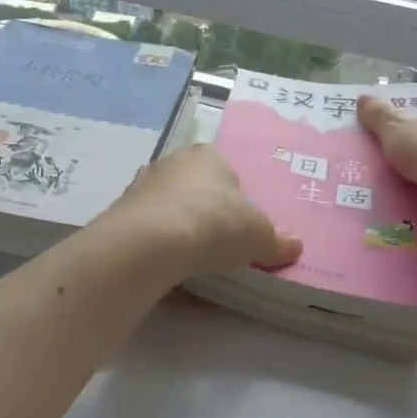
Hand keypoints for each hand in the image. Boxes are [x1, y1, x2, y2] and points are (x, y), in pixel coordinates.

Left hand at [100, 145, 301, 277]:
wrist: (150, 243)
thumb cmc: (213, 224)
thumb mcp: (257, 236)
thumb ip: (275, 240)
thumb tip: (295, 245)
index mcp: (207, 155)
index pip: (225, 171)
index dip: (234, 198)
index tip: (239, 226)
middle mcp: (172, 161)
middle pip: (195, 186)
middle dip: (205, 210)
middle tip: (218, 242)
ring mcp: (142, 185)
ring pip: (168, 205)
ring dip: (178, 226)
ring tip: (191, 256)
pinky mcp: (121, 211)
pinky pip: (148, 226)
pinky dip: (157, 241)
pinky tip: (166, 262)